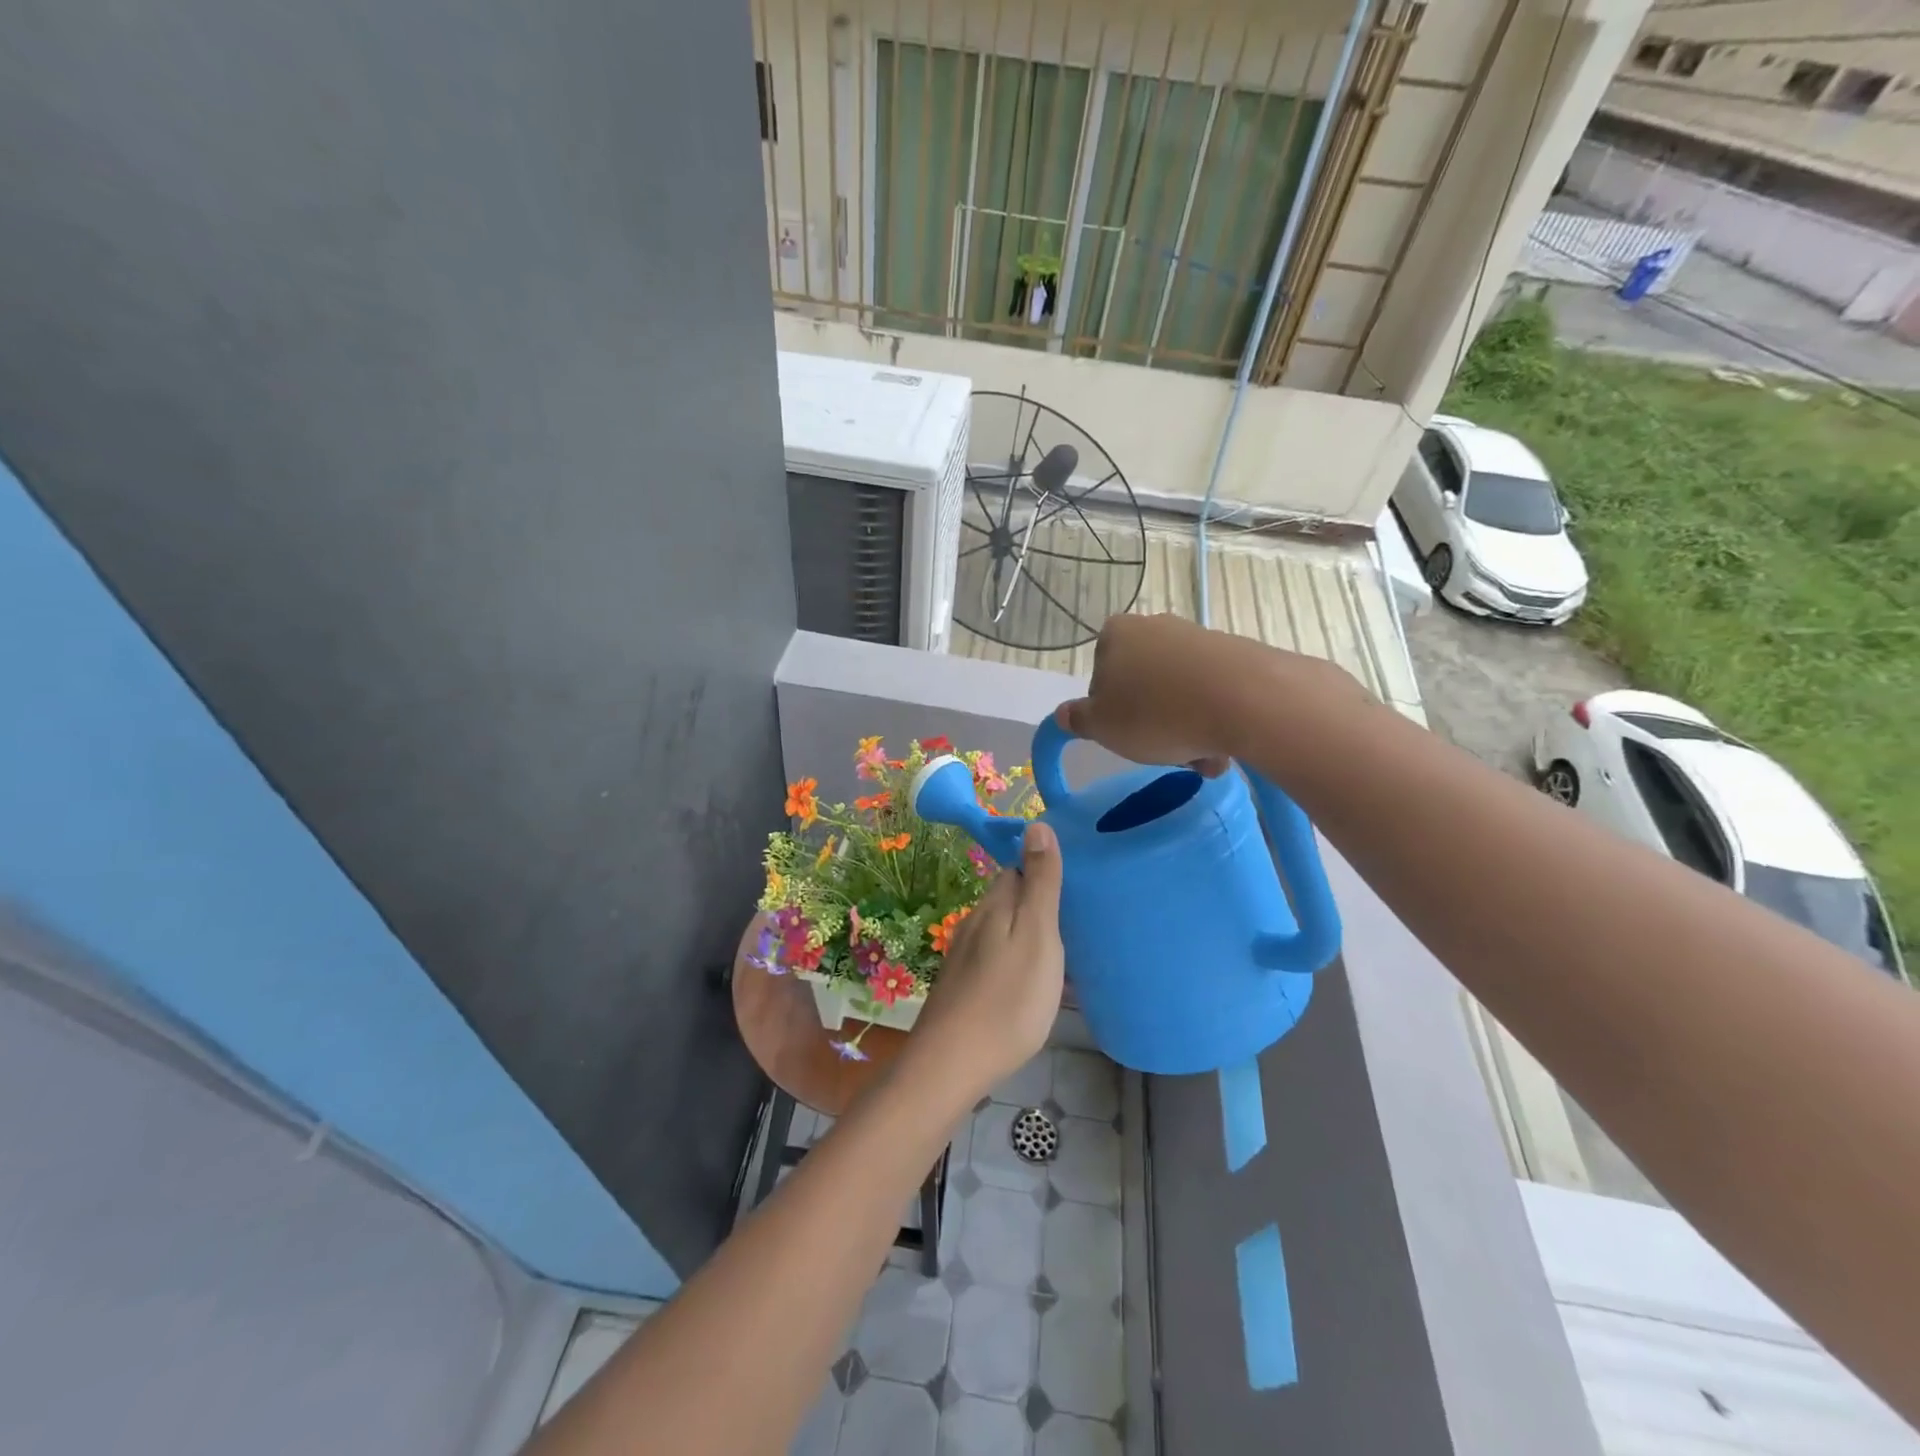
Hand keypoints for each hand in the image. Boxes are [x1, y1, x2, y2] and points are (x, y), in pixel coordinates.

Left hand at [905, 823, 1065, 1099]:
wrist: (952, 1063)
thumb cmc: (1007, 998)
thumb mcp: (1037, 934)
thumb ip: (1039, 882)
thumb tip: (1036, 823)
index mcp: (994, 905)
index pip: (1017, 868)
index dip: (1043, 869)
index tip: (1075, 884)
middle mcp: (974, 922)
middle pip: (1009, 899)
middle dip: (1038, 903)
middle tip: (1077, 921)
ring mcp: (964, 955)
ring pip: (1003, 930)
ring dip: (1029, 934)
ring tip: (1063, 955)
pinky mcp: (963, 986)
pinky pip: (996, 958)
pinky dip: (1016, 961)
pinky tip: (1032, 984)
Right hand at [1058, 614, 1360, 771]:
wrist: (1244, 699)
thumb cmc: (1156, 713)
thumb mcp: (1101, 726)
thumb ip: (1078, 719)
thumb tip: (1064, 714)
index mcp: (1115, 634)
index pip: (1100, 678)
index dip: (1109, 712)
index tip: (1125, 735)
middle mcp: (1155, 626)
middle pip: (1143, 685)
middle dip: (1152, 722)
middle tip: (1164, 753)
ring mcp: (1198, 637)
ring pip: (1179, 693)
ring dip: (1185, 728)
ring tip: (1200, 758)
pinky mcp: (1235, 653)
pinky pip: (1212, 692)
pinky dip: (1213, 719)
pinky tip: (1224, 746)